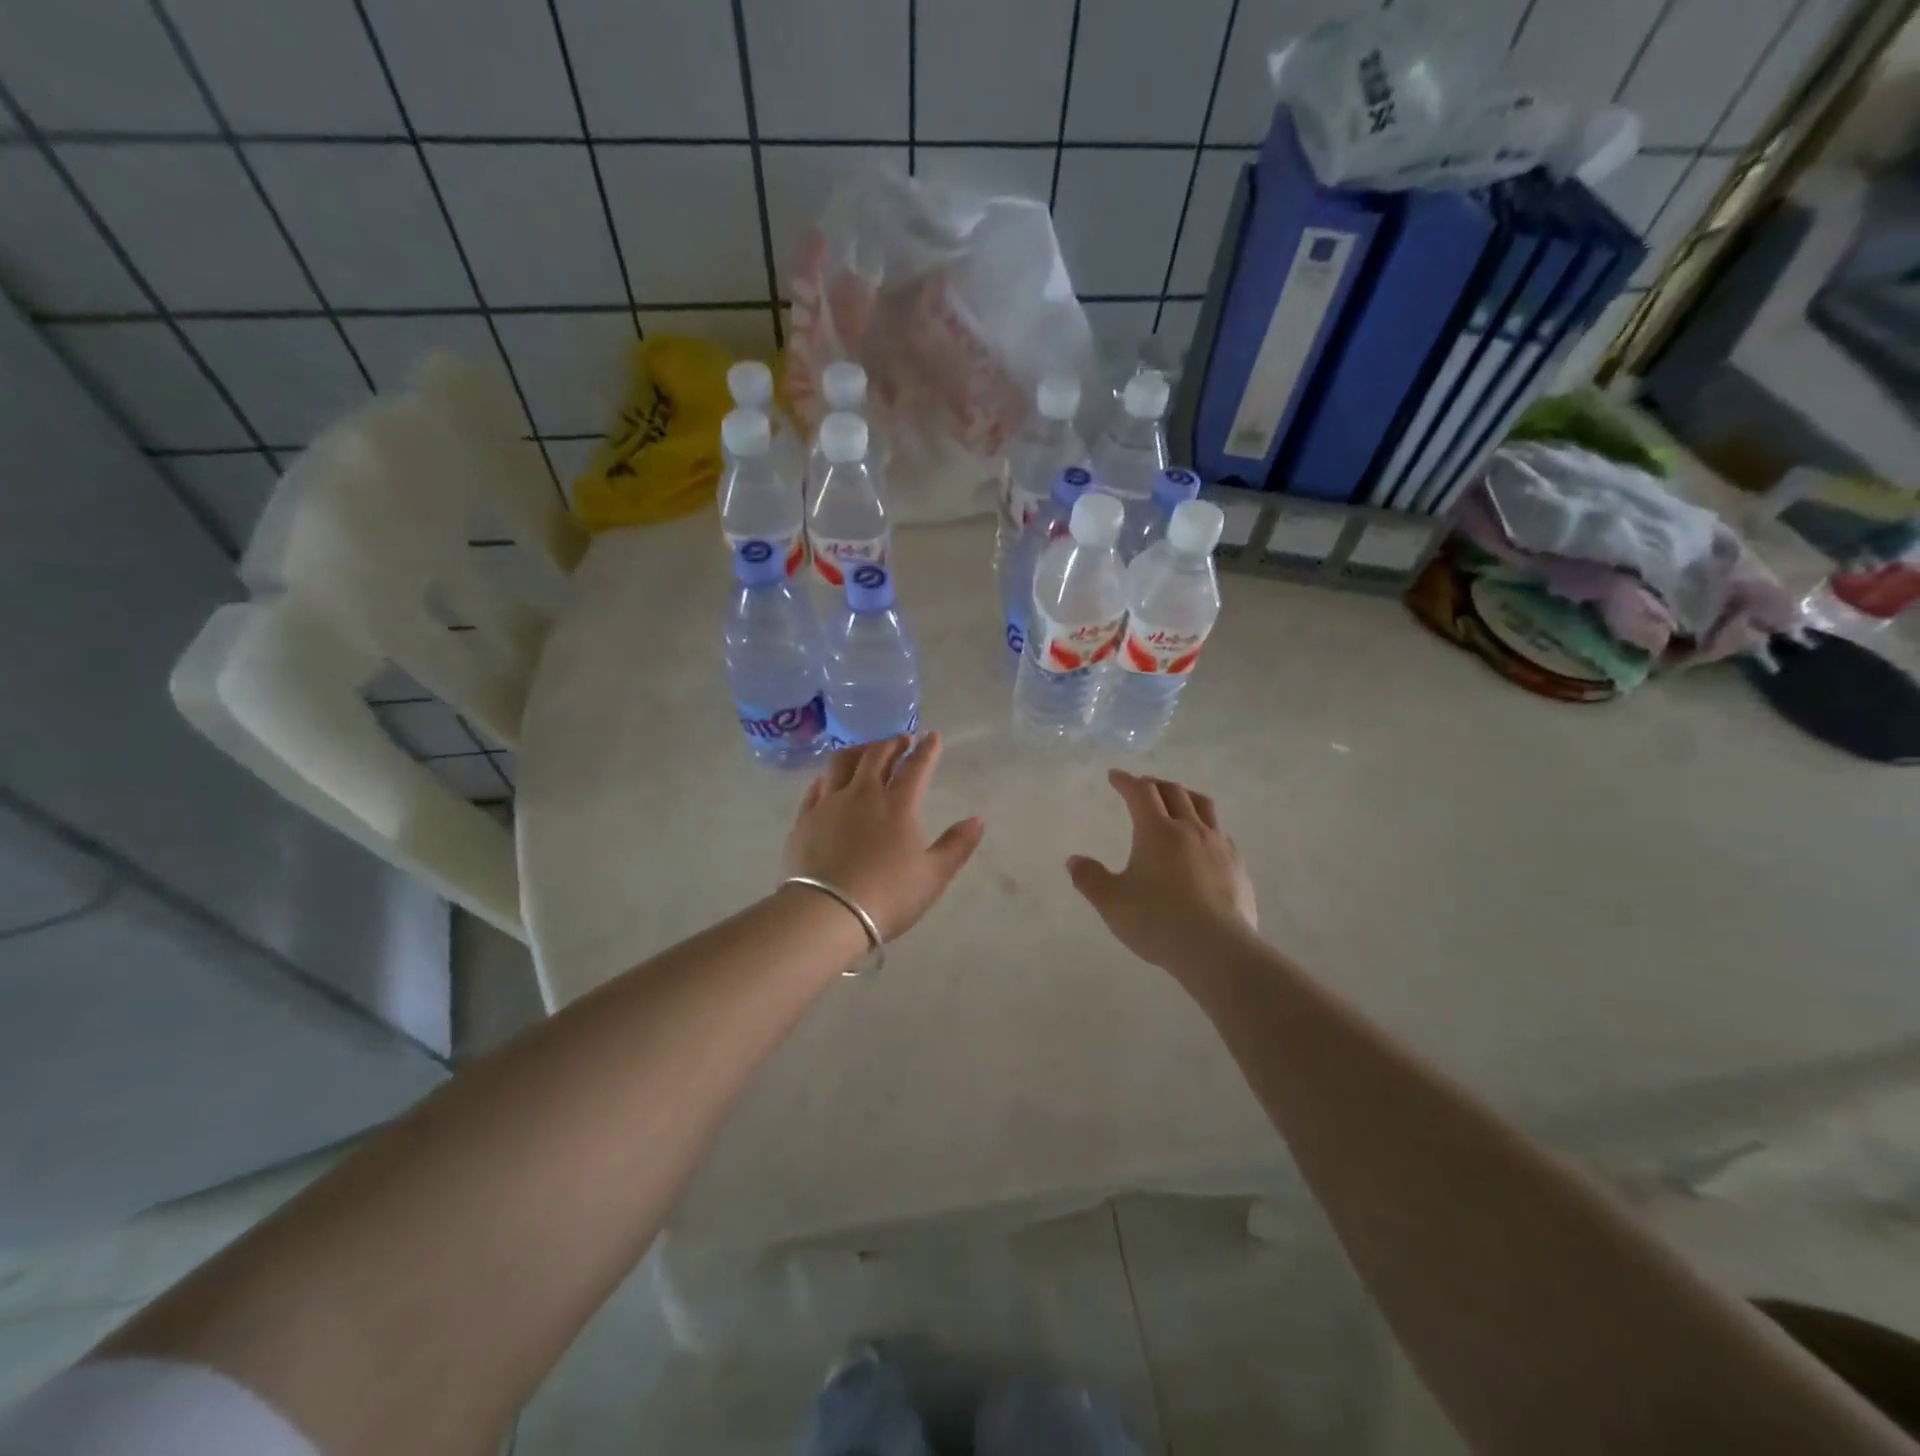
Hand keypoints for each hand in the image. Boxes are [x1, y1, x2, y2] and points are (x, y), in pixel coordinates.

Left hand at [786, 733, 985, 941]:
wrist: (828, 913)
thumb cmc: (888, 896)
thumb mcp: (933, 876)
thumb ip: (957, 845)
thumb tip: (977, 819)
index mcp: (897, 805)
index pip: (916, 767)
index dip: (927, 750)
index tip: (933, 736)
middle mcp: (862, 794)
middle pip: (876, 756)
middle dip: (892, 743)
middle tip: (901, 740)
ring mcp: (829, 804)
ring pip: (841, 763)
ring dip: (858, 750)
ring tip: (866, 751)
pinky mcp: (805, 819)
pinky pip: (816, 786)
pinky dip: (828, 776)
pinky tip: (830, 780)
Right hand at [1068, 770, 1257, 972]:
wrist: (1217, 949)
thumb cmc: (1157, 921)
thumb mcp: (1112, 902)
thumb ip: (1090, 878)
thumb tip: (1074, 860)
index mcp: (1157, 830)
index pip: (1140, 792)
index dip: (1125, 781)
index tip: (1114, 776)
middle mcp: (1190, 828)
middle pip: (1174, 792)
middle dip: (1154, 784)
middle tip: (1142, 785)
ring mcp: (1218, 845)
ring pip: (1204, 806)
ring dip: (1185, 796)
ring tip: (1177, 800)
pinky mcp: (1237, 866)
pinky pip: (1221, 833)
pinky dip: (1206, 826)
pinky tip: (1203, 842)